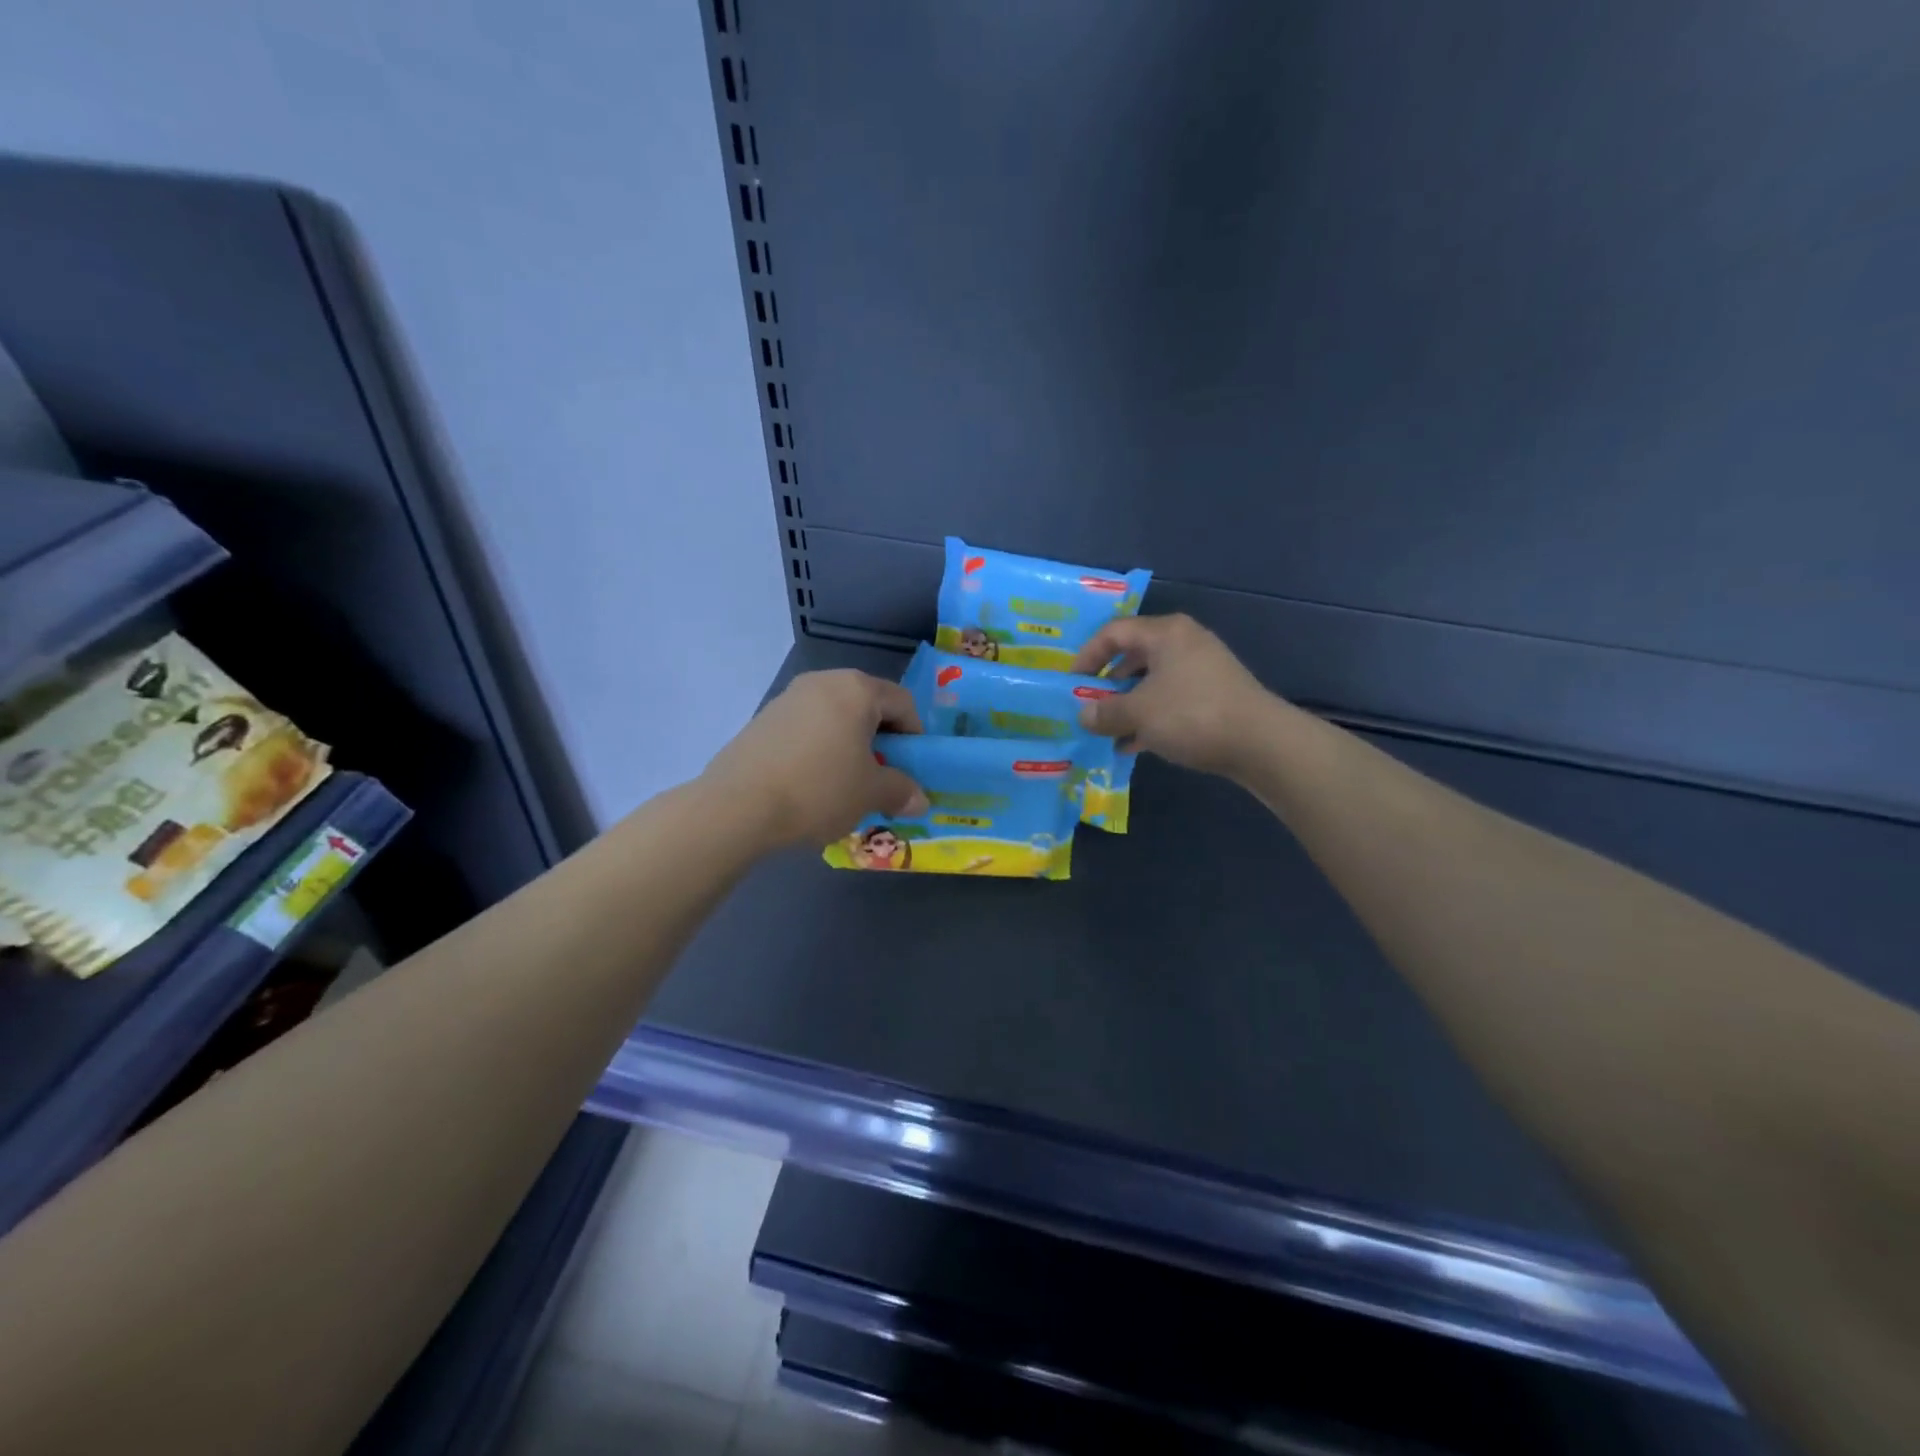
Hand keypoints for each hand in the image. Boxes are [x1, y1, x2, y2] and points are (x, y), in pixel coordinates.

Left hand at [702, 670, 928, 847]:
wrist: (737, 806)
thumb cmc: (819, 789)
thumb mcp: (870, 794)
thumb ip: (901, 791)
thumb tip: (921, 800)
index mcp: (857, 689)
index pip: (903, 703)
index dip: (915, 737)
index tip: (911, 769)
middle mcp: (823, 682)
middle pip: (867, 706)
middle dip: (881, 741)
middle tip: (881, 777)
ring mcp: (788, 697)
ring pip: (835, 717)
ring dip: (849, 745)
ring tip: (844, 784)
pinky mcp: (763, 719)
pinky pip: (806, 729)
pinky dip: (819, 749)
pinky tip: (811, 783)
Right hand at [1070, 614, 1278, 776]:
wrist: (1261, 743)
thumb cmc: (1192, 715)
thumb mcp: (1139, 713)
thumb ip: (1105, 712)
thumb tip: (1083, 714)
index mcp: (1165, 633)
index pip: (1114, 632)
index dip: (1087, 655)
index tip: (1071, 683)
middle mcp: (1184, 643)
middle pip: (1133, 656)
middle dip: (1107, 683)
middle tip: (1087, 705)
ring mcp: (1202, 669)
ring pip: (1151, 681)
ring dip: (1126, 705)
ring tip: (1106, 731)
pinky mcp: (1213, 696)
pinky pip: (1169, 700)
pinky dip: (1149, 717)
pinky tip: (1132, 744)